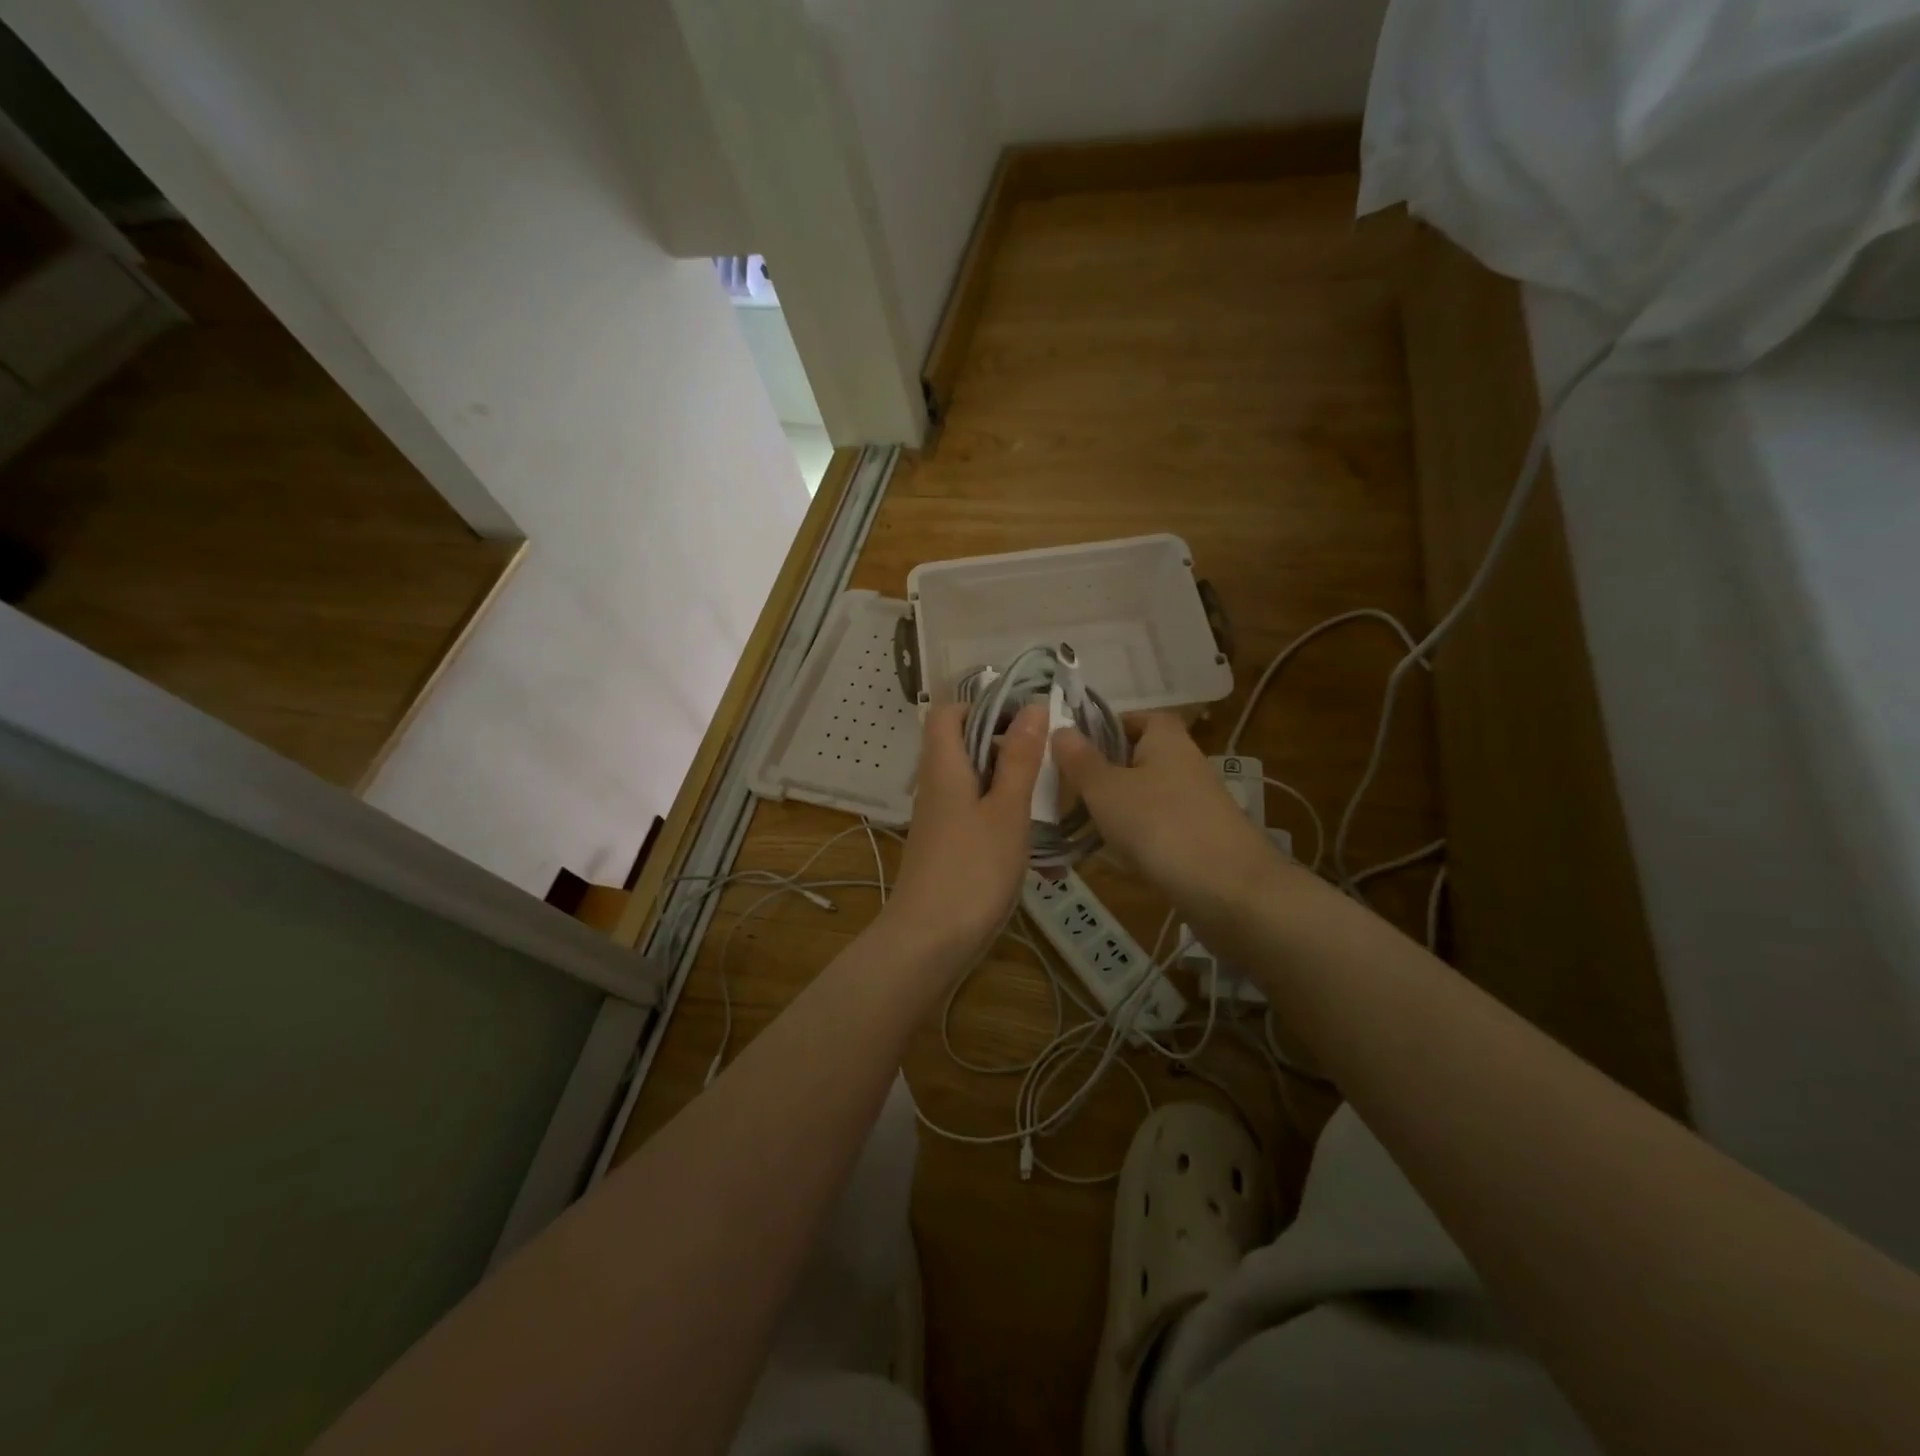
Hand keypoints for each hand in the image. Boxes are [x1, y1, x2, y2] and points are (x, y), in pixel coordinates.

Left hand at [884, 702, 1047, 971]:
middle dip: (1010, 751)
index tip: (1024, 720)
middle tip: (1049, 767)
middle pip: (967, 748)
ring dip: (1015, 793)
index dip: (983, 707)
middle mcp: (936, 787)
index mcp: (944, 766)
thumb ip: (1020, 759)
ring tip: (1053, 812)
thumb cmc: (972, 869)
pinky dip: (1008, 826)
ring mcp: (940, 820)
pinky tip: (1042, 856)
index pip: (948, 713)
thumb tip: (1032, 707)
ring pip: (979, 787)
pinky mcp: (948, 849)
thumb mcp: (1007, 810)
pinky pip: (979, 820)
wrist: (930, 942)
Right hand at [1053, 713, 1277, 919]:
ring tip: (1079, 825)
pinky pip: (1156, 827)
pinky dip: (1134, 837)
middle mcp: (1184, 763)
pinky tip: (1112, 856)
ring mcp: (1194, 803)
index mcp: (1166, 739)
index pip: (1136, 716)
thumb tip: (1060, 729)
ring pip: (1144, 795)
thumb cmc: (1160, 825)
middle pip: (1137, 757)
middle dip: (1102, 772)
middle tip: (1065, 789)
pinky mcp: (1198, 838)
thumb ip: (1080, 760)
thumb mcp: (1106, 790)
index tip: (1072, 746)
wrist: (1230, 890)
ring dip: (1114, 808)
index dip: (1105, 726)